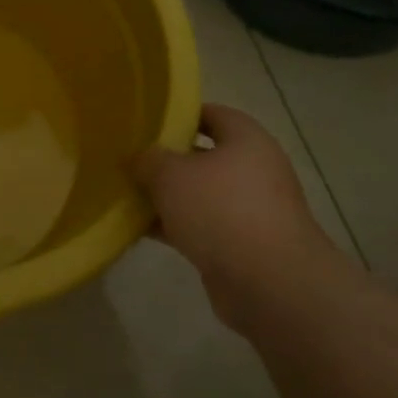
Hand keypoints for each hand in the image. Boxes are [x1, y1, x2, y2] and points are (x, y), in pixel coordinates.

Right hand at [134, 104, 338, 332]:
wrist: (270, 283)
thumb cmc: (221, 210)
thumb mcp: (171, 175)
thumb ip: (148, 160)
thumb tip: (138, 158)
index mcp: (246, 139)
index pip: (211, 114)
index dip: (179, 115)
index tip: (146, 122)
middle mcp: (254, 169)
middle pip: (204, 156)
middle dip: (167, 159)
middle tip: (130, 160)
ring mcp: (250, 210)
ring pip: (200, 194)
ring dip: (168, 197)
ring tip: (127, 194)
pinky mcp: (242, 245)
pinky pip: (202, 226)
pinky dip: (175, 226)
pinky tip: (141, 229)